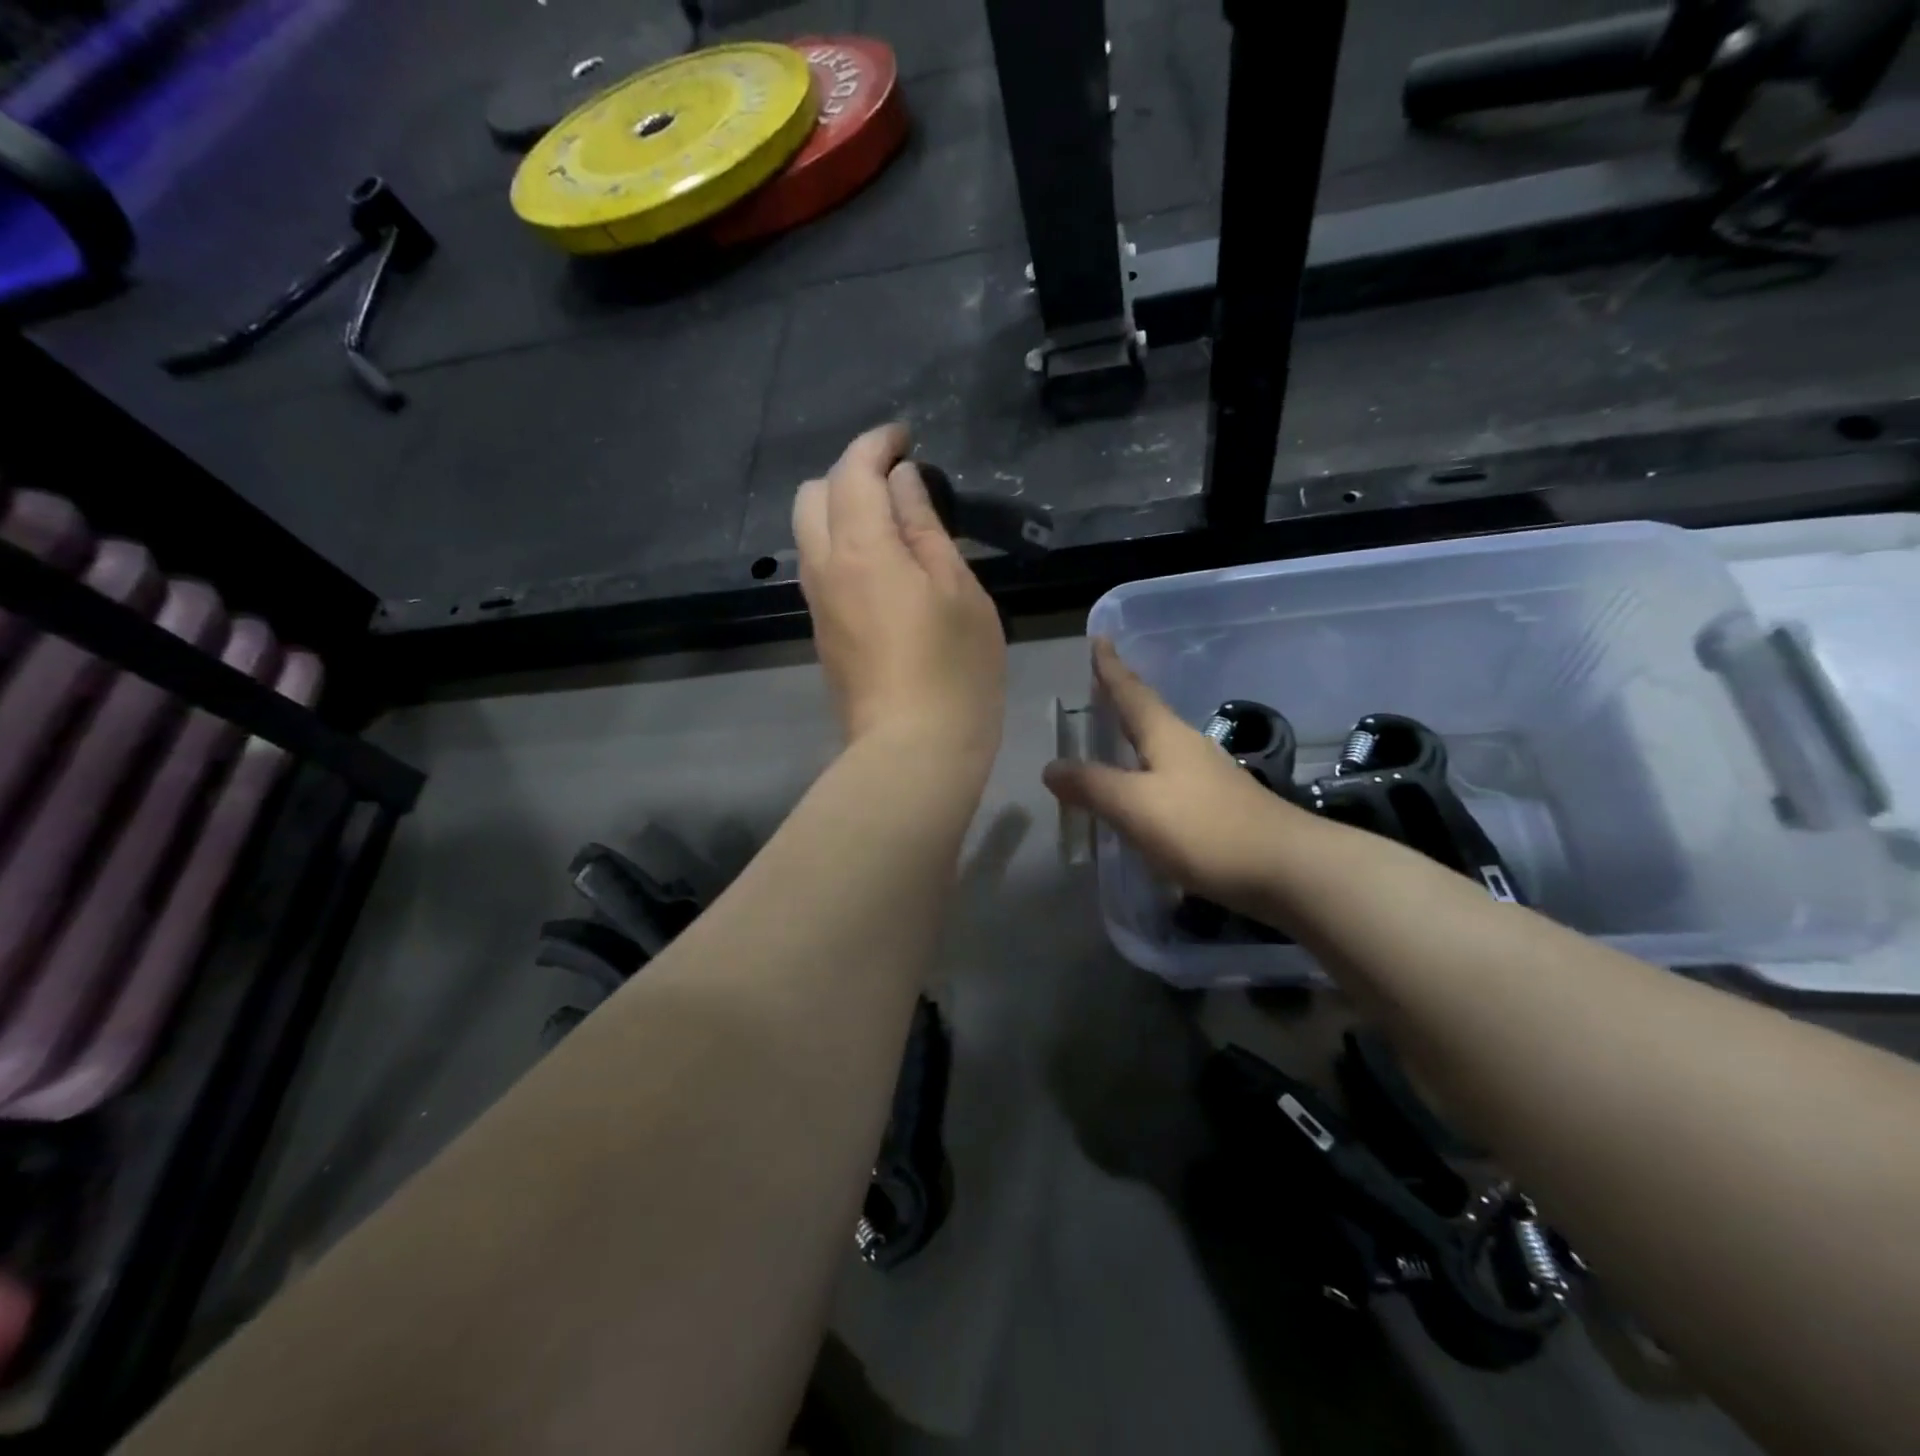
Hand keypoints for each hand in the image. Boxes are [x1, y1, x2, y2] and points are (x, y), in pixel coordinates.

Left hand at [794, 425, 1006, 768]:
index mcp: (861, 548)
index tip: (905, 438)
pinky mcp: (821, 633)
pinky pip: (819, 568)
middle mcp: (824, 568)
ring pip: (809, 533)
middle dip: (849, 473)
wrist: (912, 750)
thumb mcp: (958, 590)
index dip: (877, 444)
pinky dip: (841, 547)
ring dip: (841, 512)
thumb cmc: (954, 669)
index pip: (854, 471)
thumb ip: (925, 528)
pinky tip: (881, 567)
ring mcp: (816, 604)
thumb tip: (902, 483)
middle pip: (813, 495)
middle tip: (897, 485)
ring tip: (892, 526)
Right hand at [1043, 639, 1317, 915]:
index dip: (1110, 667)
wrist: (1288, 869)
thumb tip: (1050, 767)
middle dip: (1122, 699)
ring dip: (1135, 737)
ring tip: (1113, 738)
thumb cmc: (1204, 829)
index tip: (1099, 638)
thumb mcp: (1135, 806)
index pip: (1131, 691)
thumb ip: (1091, 786)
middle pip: (1148, 714)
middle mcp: (1188, 747)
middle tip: (1098, 687)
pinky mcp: (1220, 805)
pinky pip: (1171, 777)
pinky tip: (1144, 794)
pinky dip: (1148, 773)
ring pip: (1161, 746)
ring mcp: (1209, 775)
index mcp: (1166, 735)